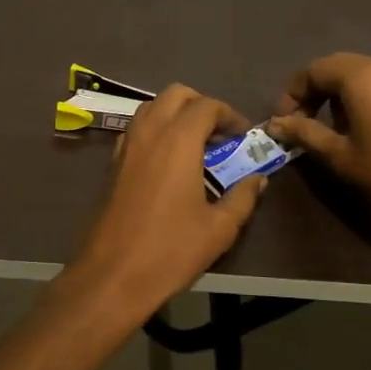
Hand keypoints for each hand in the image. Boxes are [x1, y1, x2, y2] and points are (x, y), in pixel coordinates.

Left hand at [68, 85, 266, 315]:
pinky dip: (155, 130)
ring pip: (152, 107)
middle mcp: (148, 132)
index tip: (243, 136)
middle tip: (219, 136)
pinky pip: (136, 129)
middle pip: (176, 94)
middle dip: (201, 105)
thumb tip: (258, 179)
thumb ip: (242, 197)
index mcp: (178, 140)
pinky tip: (168, 162)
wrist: (112, 275)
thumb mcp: (219, 229)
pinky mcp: (112, 163)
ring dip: (175, 114)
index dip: (229, 115)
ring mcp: (125, 146)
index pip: (207, 106)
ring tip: (195, 146)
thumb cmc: (171, 250)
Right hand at [269, 54, 370, 229]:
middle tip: (300, 123)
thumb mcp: (341, 155)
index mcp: (360, 76)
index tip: (283, 122)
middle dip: (312, 92)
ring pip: (357, 74)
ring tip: (328, 129)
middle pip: (335, 68)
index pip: (313, 71)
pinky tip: (358, 128)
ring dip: (335, 95)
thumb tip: (277, 124)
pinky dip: (359, 97)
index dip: (292, 94)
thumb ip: (305, 133)